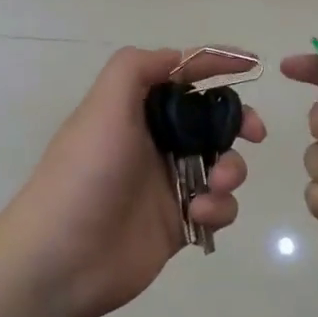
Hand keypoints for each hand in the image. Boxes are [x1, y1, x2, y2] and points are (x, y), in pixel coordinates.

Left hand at [3, 46, 265, 316]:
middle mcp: (152, 142)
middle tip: (254, 133)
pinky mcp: (178, 222)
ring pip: (220, 163)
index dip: (214, 64)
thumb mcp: (103, 107)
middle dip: (237, 122)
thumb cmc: (85, 174)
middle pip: (209, 120)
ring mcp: (167, 184)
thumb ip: (136, 68)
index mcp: (134, 111)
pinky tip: (198, 214)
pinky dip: (219, 207)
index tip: (251, 64)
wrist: (62, 259)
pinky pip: (217, 206)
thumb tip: (177, 57)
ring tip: (214, 184)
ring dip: (230, 169)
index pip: (180, 76)